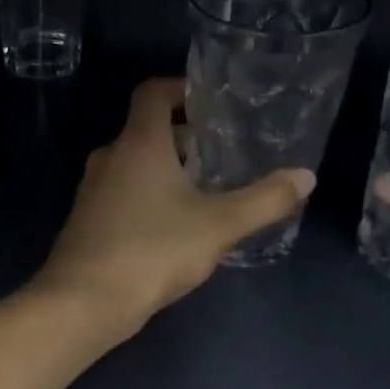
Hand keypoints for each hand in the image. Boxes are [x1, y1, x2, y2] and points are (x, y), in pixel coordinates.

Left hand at [35, 78, 314, 336]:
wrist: (84, 300)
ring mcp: (92, 190)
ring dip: (165, 168)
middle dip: (183, 136)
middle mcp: (109, 157)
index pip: (152, 92)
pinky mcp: (86, 220)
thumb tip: (306, 177)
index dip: (181, 88)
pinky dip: (146, 194)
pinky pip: (120, 192)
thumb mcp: (219, 225)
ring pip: (132, 163)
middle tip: (221, 151)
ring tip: (204, 189)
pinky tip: (172, 224)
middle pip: (145, 130)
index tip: (211, 102)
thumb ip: (265, 200)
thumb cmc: (152, 250)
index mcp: (138, 143)